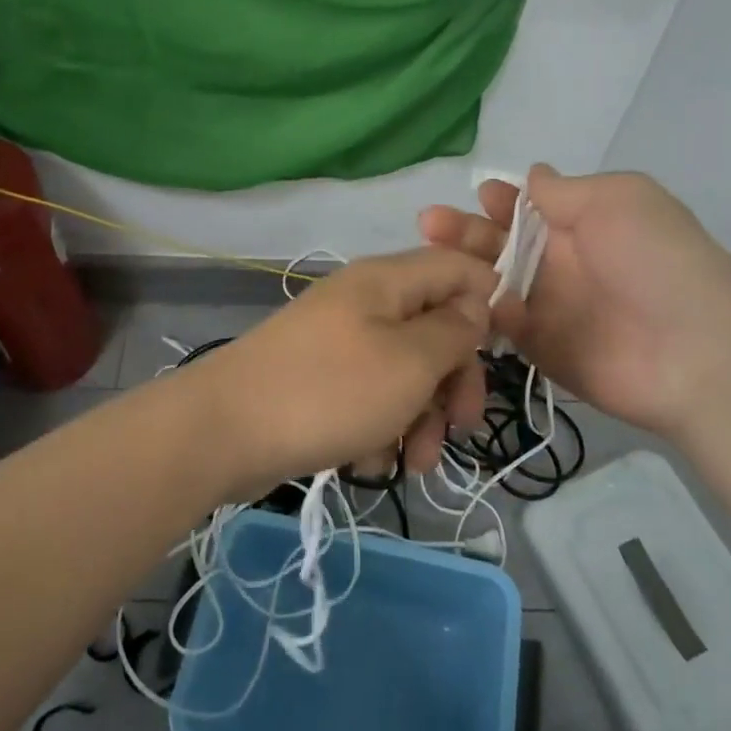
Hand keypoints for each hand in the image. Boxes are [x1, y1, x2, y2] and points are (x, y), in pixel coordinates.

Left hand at [188, 247, 495, 499]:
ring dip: (419, 418)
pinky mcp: (319, 380)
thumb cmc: (329, 391)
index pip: (458, 267)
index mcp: (386, 281)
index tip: (508, 352)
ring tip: (412, 463)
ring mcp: (337, 342)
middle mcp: (363, 302)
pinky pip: (368, 397)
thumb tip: (477, 306)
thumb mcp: (409, 362)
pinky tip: (366, 462)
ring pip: (404, 371)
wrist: (223, 431)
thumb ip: (454, 331)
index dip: (491, 302)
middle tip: (460, 428)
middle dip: (454, 381)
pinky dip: (378, 429)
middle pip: (434, 327)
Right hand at [418, 165, 730, 437]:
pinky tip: (457, 297)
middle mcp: (562, 262)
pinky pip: (499, 324)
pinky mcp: (539, 347)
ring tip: (428, 257)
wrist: (693, 353)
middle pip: (501, 242)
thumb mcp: (619, 200)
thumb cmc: (655, 262)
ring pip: (492, 281)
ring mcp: (549, 306)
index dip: (502, 198)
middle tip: (429, 223)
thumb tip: (533, 176)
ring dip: (461, 267)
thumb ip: (566, 191)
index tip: (478, 195)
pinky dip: (478, 310)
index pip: (530, 206)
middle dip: (466, 230)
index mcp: (584, 222)